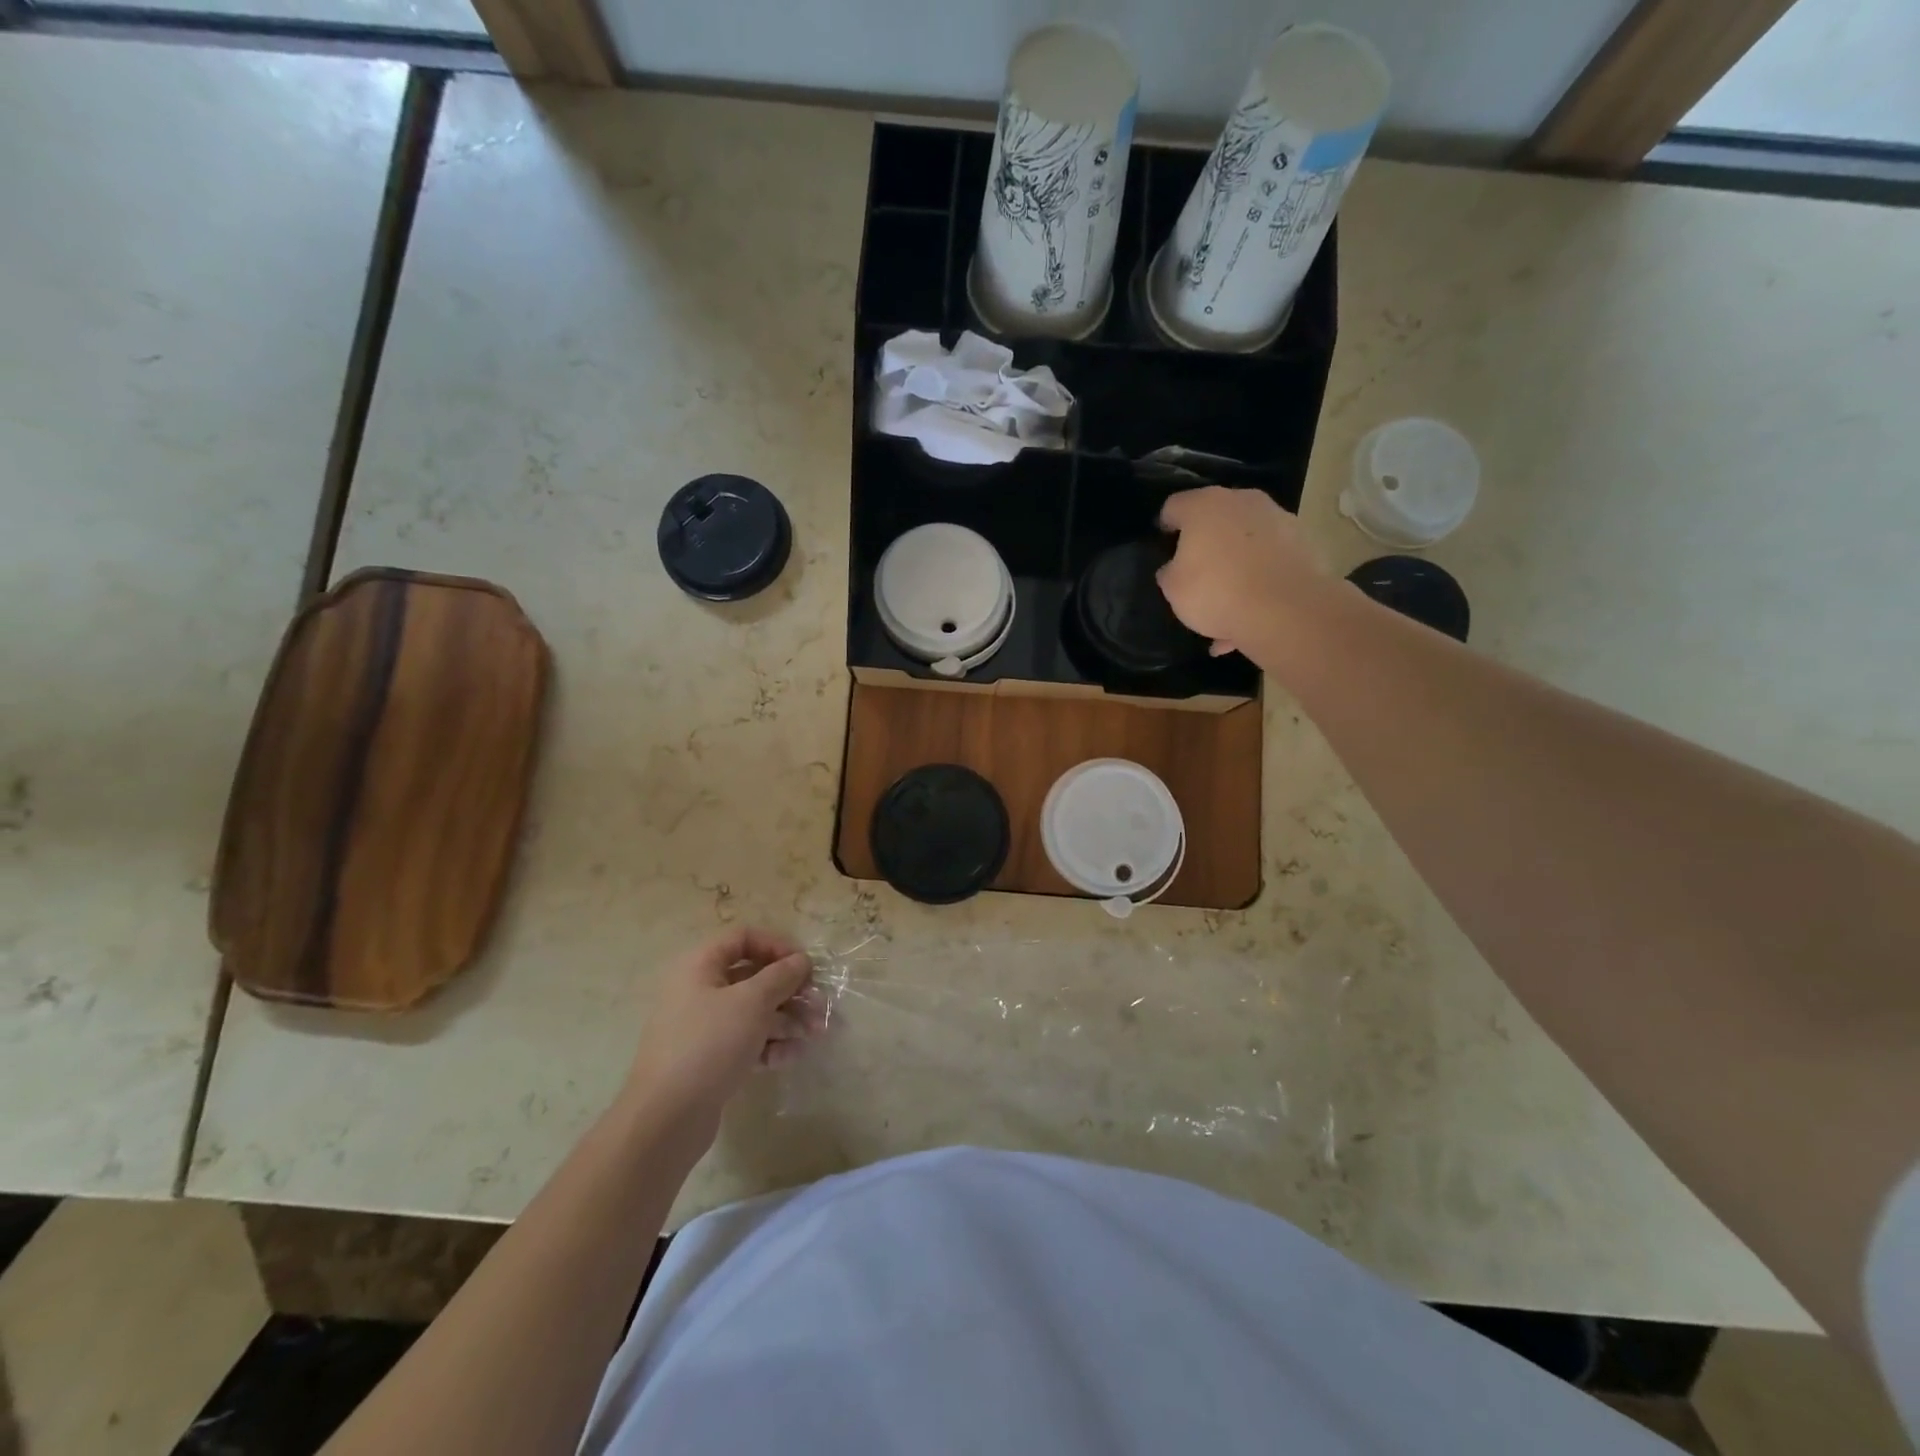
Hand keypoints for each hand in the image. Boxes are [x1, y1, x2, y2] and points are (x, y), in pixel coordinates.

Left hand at [621, 928, 825, 1141]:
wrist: (665, 1119)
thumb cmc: (709, 1044)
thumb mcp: (752, 1002)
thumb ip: (781, 976)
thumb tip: (800, 960)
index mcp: (700, 966)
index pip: (743, 938)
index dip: (777, 946)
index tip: (805, 965)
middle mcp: (699, 990)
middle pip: (753, 977)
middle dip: (790, 991)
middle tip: (819, 1006)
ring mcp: (703, 1027)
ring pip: (754, 1011)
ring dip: (787, 1020)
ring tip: (814, 1035)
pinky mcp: (710, 1059)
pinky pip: (746, 1041)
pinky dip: (769, 1045)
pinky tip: (788, 1059)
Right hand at [1157, 486, 1328, 661]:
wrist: (1286, 609)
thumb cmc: (1216, 591)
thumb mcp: (1173, 588)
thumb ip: (1170, 571)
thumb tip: (1175, 567)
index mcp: (1205, 506)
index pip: (1174, 506)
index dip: (1165, 525)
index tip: (1163, 544)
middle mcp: (1243, 501)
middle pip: (1216, 516)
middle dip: (1206, 539)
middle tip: (1196, 568)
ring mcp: (1278, 519)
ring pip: (1247, 538)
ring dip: (1236, 559)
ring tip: (1227, 597)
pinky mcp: (1304, 542)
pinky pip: (1270, 559)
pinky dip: (1260, 578)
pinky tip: (1251, 610)